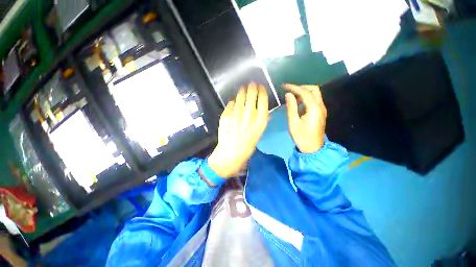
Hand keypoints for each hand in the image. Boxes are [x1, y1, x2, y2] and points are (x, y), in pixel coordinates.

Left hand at [208, 83, 268, 177]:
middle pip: (251, 95)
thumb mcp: (259, 133)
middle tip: (251, 84)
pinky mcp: (226, 116)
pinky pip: (230, 104)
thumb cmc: (248, 145)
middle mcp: (249, 115)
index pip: (263, 100)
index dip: (262, 91)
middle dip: (252, 87)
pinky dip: (233, 101)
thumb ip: (261, 120)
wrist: (231, 152)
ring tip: (243, 88)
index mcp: (260, 121)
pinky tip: (234, 101)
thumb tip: (263, 110)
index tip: (261, 87)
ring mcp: (236, 115)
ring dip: (242, 91)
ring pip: (240, 97)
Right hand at [284, 84, 326, 153]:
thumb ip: (291, 107)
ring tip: (292, 97)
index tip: (284, 86)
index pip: (305, 92)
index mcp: (314, 108)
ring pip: (315, 94)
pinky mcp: (320, 113)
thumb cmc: (301, 136)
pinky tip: (298, 104)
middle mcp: (321, 106)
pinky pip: (314, 100)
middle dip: (301, 87)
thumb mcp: (293, 122)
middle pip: (314, 89)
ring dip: (304, 92)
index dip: (294, 87)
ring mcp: (322, 109)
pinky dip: (306, 98)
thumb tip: (288, 94)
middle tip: (290, 90)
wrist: (313, 148)